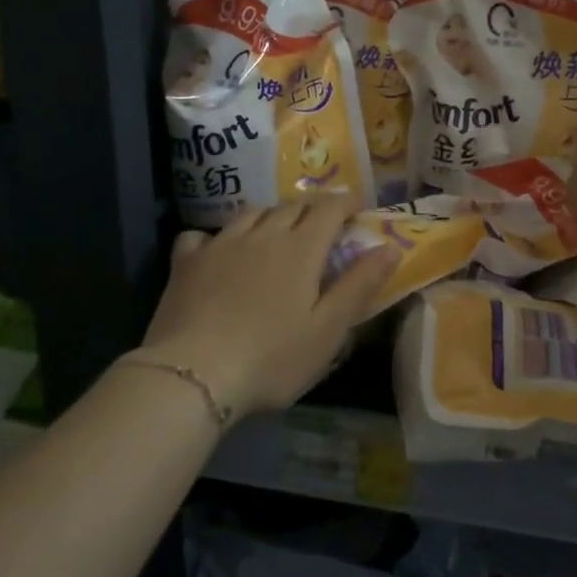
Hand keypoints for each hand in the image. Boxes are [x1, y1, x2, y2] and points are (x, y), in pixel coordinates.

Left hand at [136, 198, 398, 421]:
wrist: (193, 373)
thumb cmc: (272, 357)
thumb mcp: (328, 329)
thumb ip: (359, 285)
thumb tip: (389, 247)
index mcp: (301, 247)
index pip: (328, 208)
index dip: (345, 203)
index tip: (356, 207)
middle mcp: (262, 233)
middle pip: (292, 206)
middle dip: (312, 209)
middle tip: (322, 225)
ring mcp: (221, 243)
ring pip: (251, 213)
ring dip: (270, 216)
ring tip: (275, 232)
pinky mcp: (186, 261)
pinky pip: (203, 234)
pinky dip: (217, 237)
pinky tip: (217, 251)